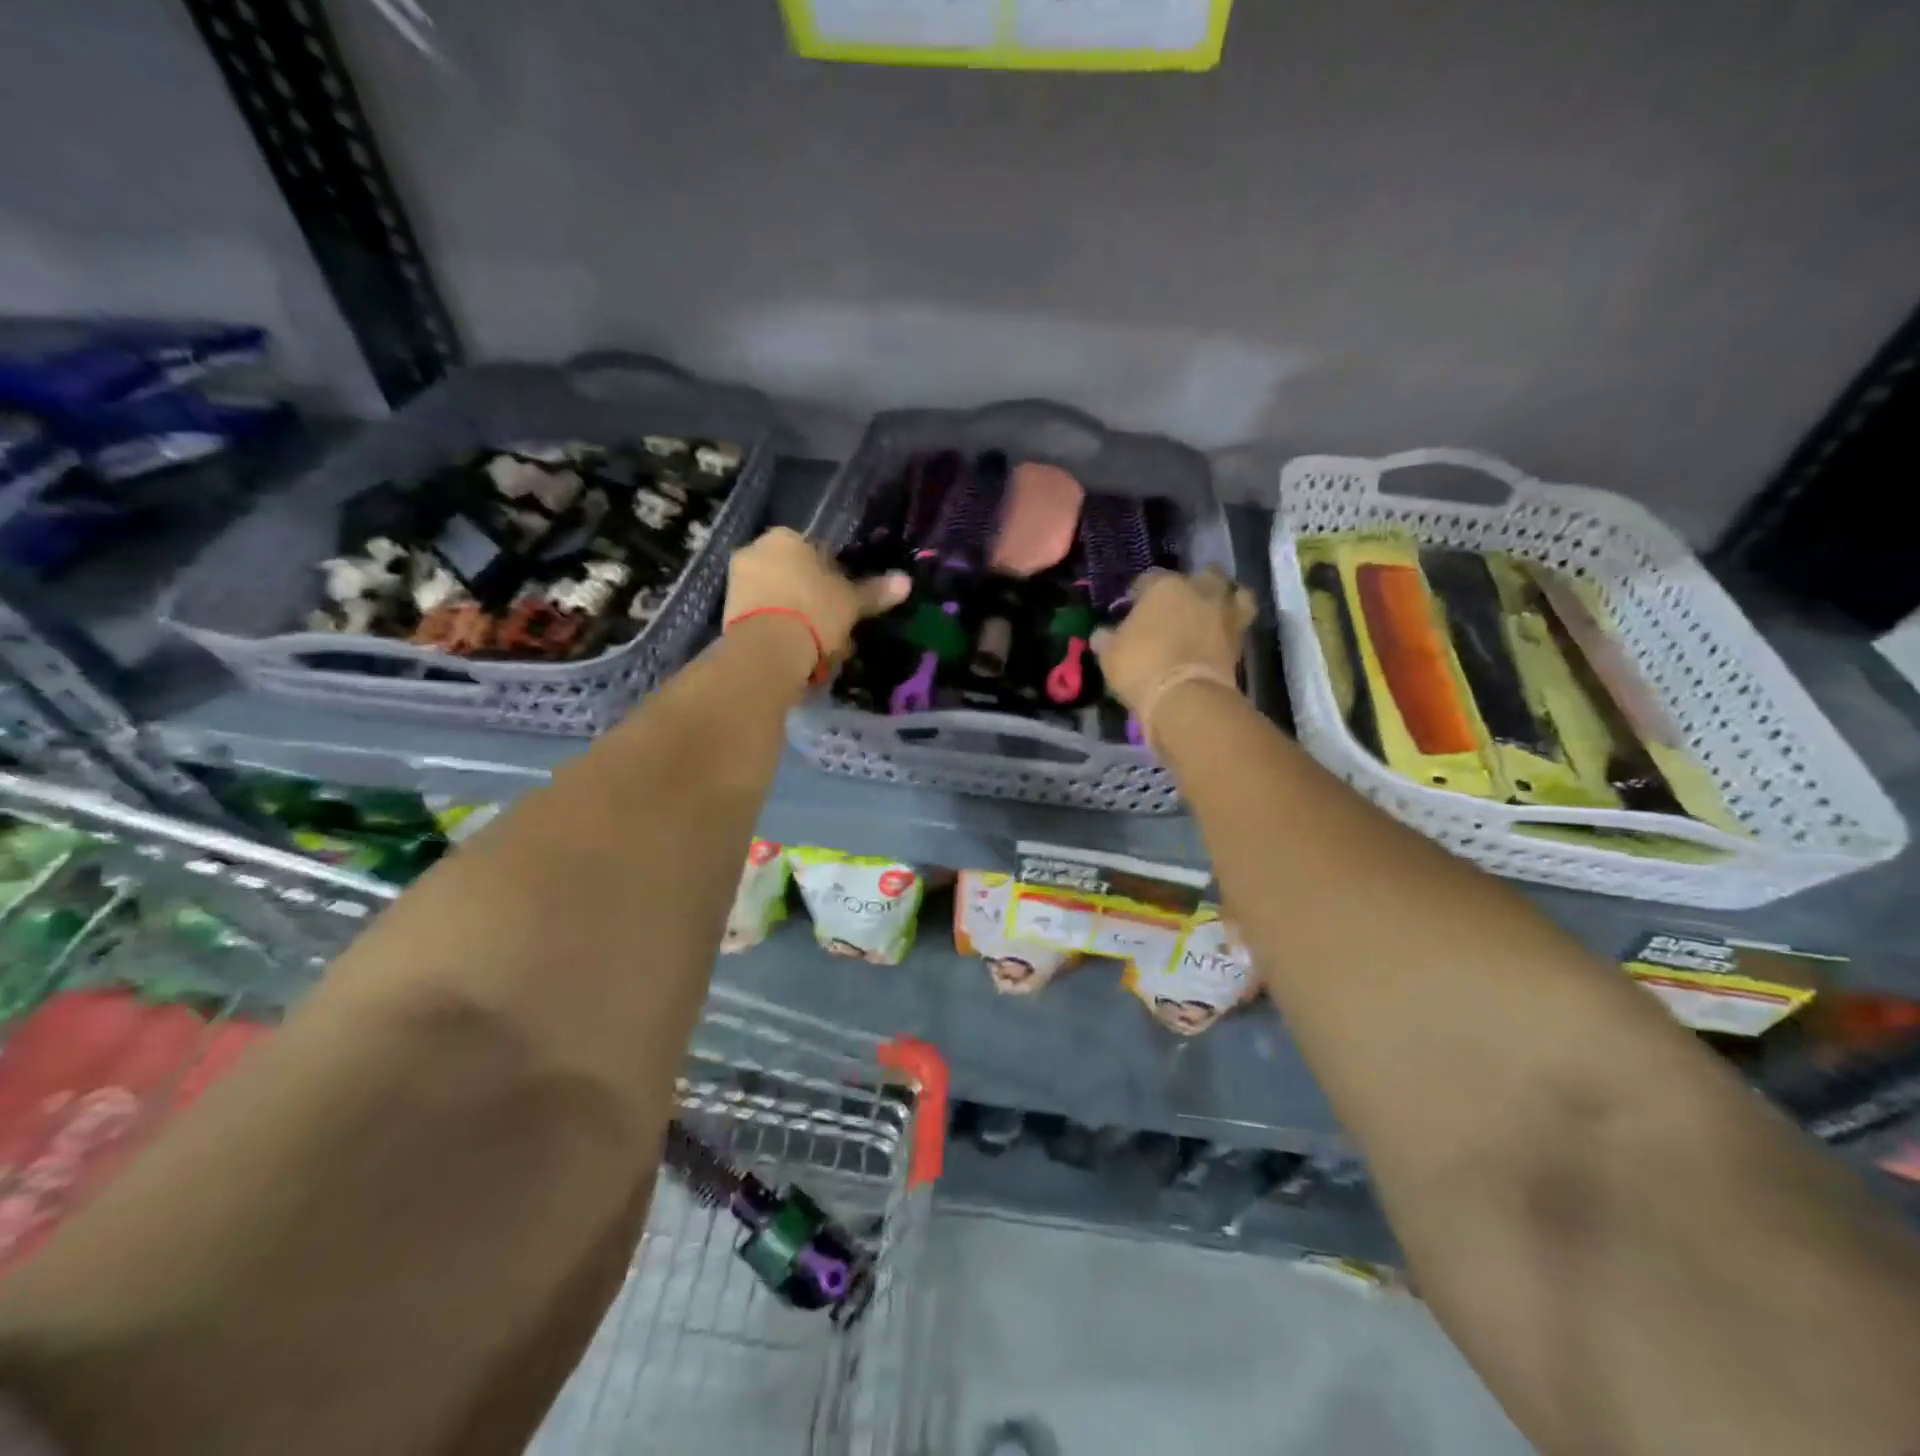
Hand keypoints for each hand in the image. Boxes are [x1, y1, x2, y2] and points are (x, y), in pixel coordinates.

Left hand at [723, 528, 907, 679]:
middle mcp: (756, 549)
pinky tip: (793, 651)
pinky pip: (762, 615)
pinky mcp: (726, 611)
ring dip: (795, 616)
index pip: (818, 552)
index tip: (844, 603)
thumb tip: (906, 581)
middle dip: (811, 597)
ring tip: (815, 646)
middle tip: (831, 627)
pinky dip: (777, 629)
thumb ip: (876, 591)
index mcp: (787, 537)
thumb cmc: (815, 612)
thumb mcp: (851, 602)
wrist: (767, 648)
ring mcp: (737, 580)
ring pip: (777, 596)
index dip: (835, 578)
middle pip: (794, 574)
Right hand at [1092, 568, 1254, 712]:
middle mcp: (1198, 589)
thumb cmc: (1141, 667)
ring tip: (1210, 612)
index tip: (1133, 607)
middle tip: (1177, 606)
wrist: (1186, 697)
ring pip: (1232, 591)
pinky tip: (1221, 632)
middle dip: (1191, 586)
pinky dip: (1234, 622)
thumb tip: (1103, 633)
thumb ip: (1107, 637)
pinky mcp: (1243, 636)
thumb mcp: (1110, 654)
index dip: (1139, 593)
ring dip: (1223, 597)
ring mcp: (1225, 610)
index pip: (1148, 579)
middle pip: (1200, 575)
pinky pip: (1241, 619)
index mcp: (1163, 586)